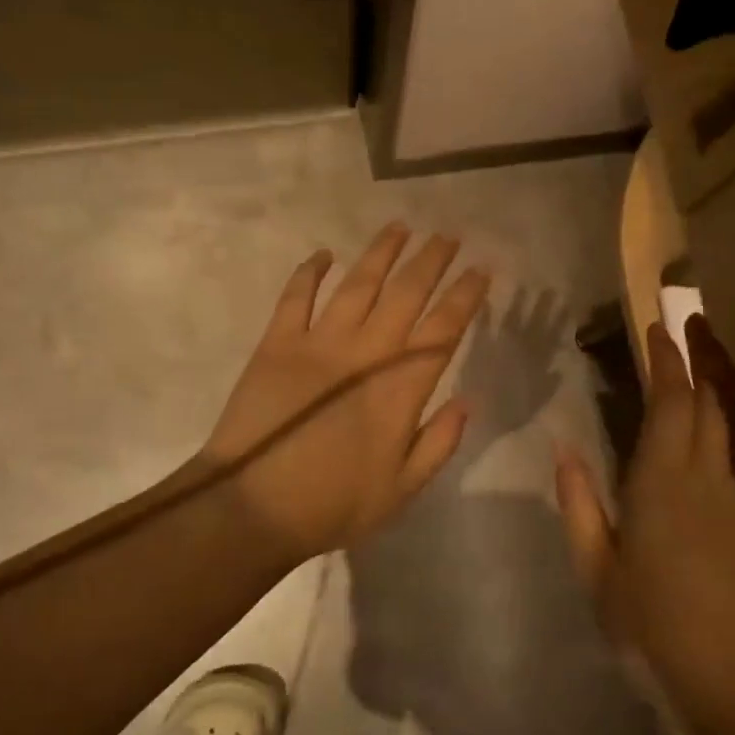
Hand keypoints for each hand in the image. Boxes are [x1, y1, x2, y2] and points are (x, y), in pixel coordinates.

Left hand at [201, 222, 489, 564]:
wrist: (252, 507)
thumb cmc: (332, 504)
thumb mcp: (402, 491)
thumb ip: (439, 442)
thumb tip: (467, 400)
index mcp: (399, 389)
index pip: (443, 330)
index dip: (465, 296)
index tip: (481, 270)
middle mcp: (365, 353)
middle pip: (406, 294)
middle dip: (431, 261)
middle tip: (448, 236)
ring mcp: (318, 343)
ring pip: (357, 284)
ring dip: (381, 253)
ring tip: (400, 227)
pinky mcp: (277, 343)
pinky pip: (296, 297)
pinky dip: (310, 272)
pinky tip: (324, 254)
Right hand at [554, 315, 734, 734]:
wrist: (732, 685)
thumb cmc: (650, 627)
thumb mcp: (597, 570)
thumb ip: (580, 506)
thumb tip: (565, 452)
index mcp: (663, 484)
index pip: (671, 405)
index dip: (666, 363)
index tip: (657, 328)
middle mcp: (703, 481)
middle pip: (705, 408)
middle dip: (691, 367)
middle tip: (673, 337)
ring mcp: (731, 504)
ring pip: (722, 431)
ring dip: (705, 397)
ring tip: (685, 376)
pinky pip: (726, 459)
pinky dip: (712, 432)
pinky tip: (698, 441)